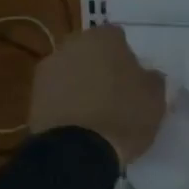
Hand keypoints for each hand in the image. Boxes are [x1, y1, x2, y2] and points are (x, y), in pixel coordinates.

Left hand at [28, 25, 164, 166]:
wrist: (76, 152)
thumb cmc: (123, 116)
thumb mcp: (155, 98)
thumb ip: (152, 79)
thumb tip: (147, 75)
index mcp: (104, 37)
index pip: (118, 37)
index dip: (127, 57)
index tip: (133, 79)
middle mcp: (73, 44)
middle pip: (91, 51)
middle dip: (100, 66)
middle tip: (113, 93)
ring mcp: (49, 68)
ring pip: (71, 70)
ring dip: (80, 83)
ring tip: (93, 112)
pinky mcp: (33, 94)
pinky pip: (56, 93)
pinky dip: (65, 102)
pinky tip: (76, 123)